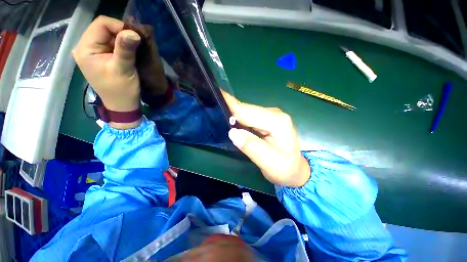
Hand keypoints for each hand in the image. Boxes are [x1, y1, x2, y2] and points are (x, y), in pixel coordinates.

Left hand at [72, 16, 141, 127]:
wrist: (122, 105)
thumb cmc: (121, 90)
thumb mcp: (123, 70)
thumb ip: (125, 50)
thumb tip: (133, 32)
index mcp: (85, 49)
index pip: (101, 24)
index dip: (120, 26)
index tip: (136, 38)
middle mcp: (85, 47)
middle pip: (104, 28)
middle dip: (123, 33)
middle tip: (138, 43)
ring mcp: (93, 52)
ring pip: (109, 35)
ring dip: (124, 40)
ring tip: (136, 49)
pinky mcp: (101, 57)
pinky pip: (111, 44)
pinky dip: (123, 45)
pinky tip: (131, 52)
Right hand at [223, 92, 310, 187]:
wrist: (295, 170)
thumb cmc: (284, 168)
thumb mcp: (268, 162)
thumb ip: (251, 146)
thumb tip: (232, 132)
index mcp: (277, 121)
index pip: (247, 112)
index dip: (230, 105)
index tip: (214, 96)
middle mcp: (274, 114)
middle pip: (246, 109)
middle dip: (228, 107)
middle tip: (211, 106)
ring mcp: (271, 116)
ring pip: (246, 112)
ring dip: (232, 112)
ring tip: (216, 110)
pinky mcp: (267, 120)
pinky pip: (249, 116)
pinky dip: (238, 118)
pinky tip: (229, 119)